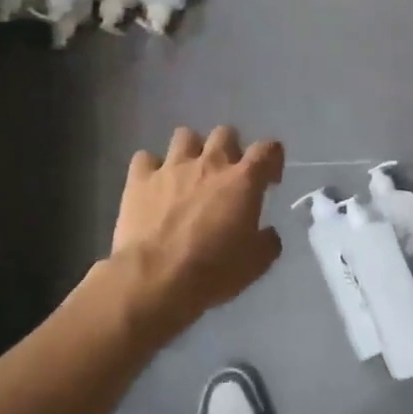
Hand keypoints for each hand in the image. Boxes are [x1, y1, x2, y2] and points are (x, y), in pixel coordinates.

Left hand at [110, 126, 285, 330]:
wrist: (155, 279)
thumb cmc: (212, 272)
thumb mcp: (255, 264)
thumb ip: (267, 242)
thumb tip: (268, 234)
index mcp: (243, 181)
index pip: (267, 149)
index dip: (272, 158)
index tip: (269, 179)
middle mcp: (209, 164)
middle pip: (225, 133)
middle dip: (230, 148)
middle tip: (227, 175)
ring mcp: (172, 167)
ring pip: (185, 135)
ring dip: (191, 150)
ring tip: (189, 173)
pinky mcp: (140, 179)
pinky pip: (145, 159)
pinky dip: (150, 168)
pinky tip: (153, 186)